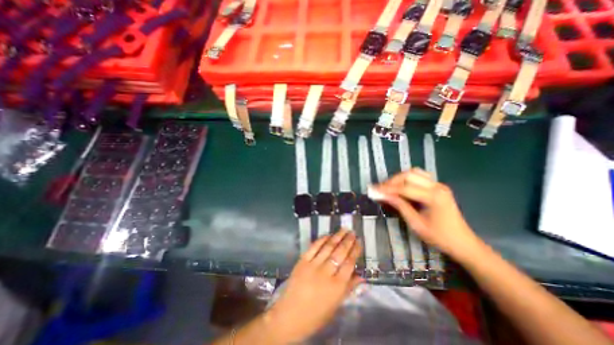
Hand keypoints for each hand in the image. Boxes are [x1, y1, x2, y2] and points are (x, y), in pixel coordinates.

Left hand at [266, 231, 360, 342]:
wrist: (290, 316)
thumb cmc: (316, 315)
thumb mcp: (336, 305)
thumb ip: (349, 288)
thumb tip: (362, 277)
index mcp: (337, 286)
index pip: (349, 263)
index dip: (355, 251)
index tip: (359, 242)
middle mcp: (326, 273)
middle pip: (340, 253)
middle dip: (348, 241)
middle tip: (353, 232)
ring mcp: (313, 265)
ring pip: (328, 247)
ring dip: (337, 237)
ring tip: (343, 229)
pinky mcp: (302, 261)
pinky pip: (314, 247)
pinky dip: (321, 239)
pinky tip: (327, 235)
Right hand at [372, 167, 482, 261]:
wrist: (463, 243)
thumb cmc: (439, 237)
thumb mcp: (416, 224)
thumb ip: (400, 206)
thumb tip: (383, 195)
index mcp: (433, 197)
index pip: (404, 188)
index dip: (387, 189)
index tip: (374, 190)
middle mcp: (437, 186)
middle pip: (408, 175)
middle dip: (392, 181)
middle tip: (380, 189)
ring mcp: (439, 184)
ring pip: (414, 172)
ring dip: (399, 178)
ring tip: (389, 187)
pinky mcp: (438, 186)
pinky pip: (419, 176)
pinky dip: (407, 178)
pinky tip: (401, 186)